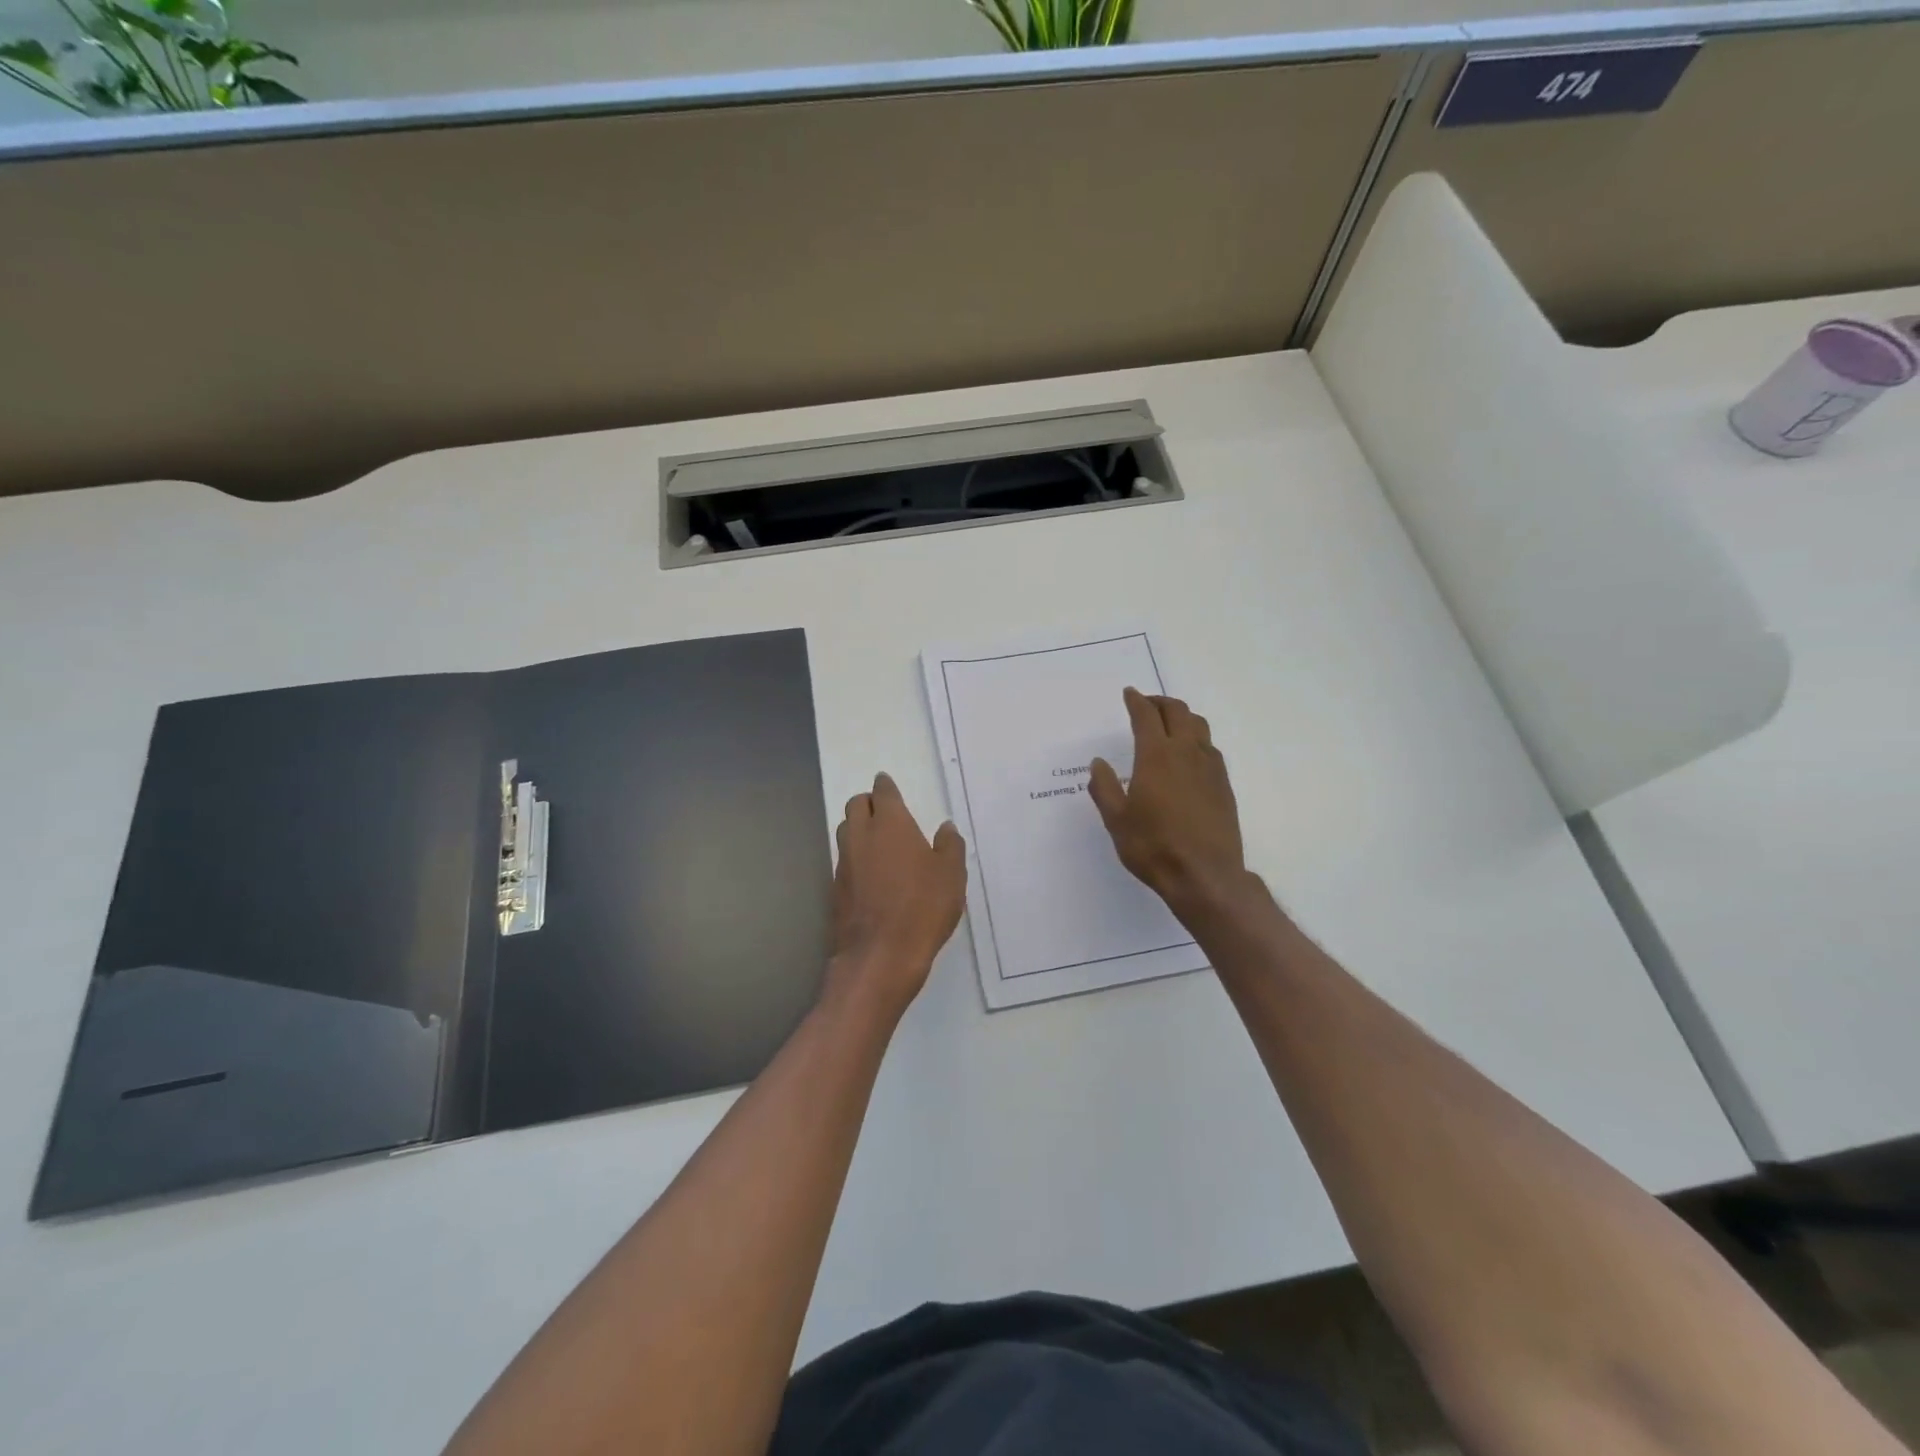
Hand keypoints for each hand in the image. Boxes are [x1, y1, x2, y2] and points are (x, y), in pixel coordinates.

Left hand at [825, 772, 966, 1020]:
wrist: (880, 956)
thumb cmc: (923, 908)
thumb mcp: (951, 876)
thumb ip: (949, 846)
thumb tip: (945, 828)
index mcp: (890, 824)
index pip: (883, 792)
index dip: (886, 786)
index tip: (888, 784)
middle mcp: (861, 836)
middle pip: (856, 806)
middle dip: (868, 803)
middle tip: (885, 812)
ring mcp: (844, 863)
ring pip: (845, 831)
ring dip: (858, 828)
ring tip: (878, 841)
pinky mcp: (836, 889)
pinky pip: (844, 860)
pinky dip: (855, 857)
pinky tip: (871, 874)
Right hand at [1090, 688, 1247, 917]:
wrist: (1205, 875)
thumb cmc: (1153, 847)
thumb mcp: (1116, 820)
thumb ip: (1105, 788)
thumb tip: (1099, 763)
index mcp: (1156, 756)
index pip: (1146, 716)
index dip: (1136, 701)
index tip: (1129, 693)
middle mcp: (1186, 753)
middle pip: (1177, 712)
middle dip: (1161, 702)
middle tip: (1147, 704)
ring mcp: (1210, 768)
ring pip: (1199, 726)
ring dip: (1182, 716)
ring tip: (1170, 722)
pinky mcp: (1224, 785)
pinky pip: (1210, 747)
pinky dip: (1196, 738)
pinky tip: (1189, 754)